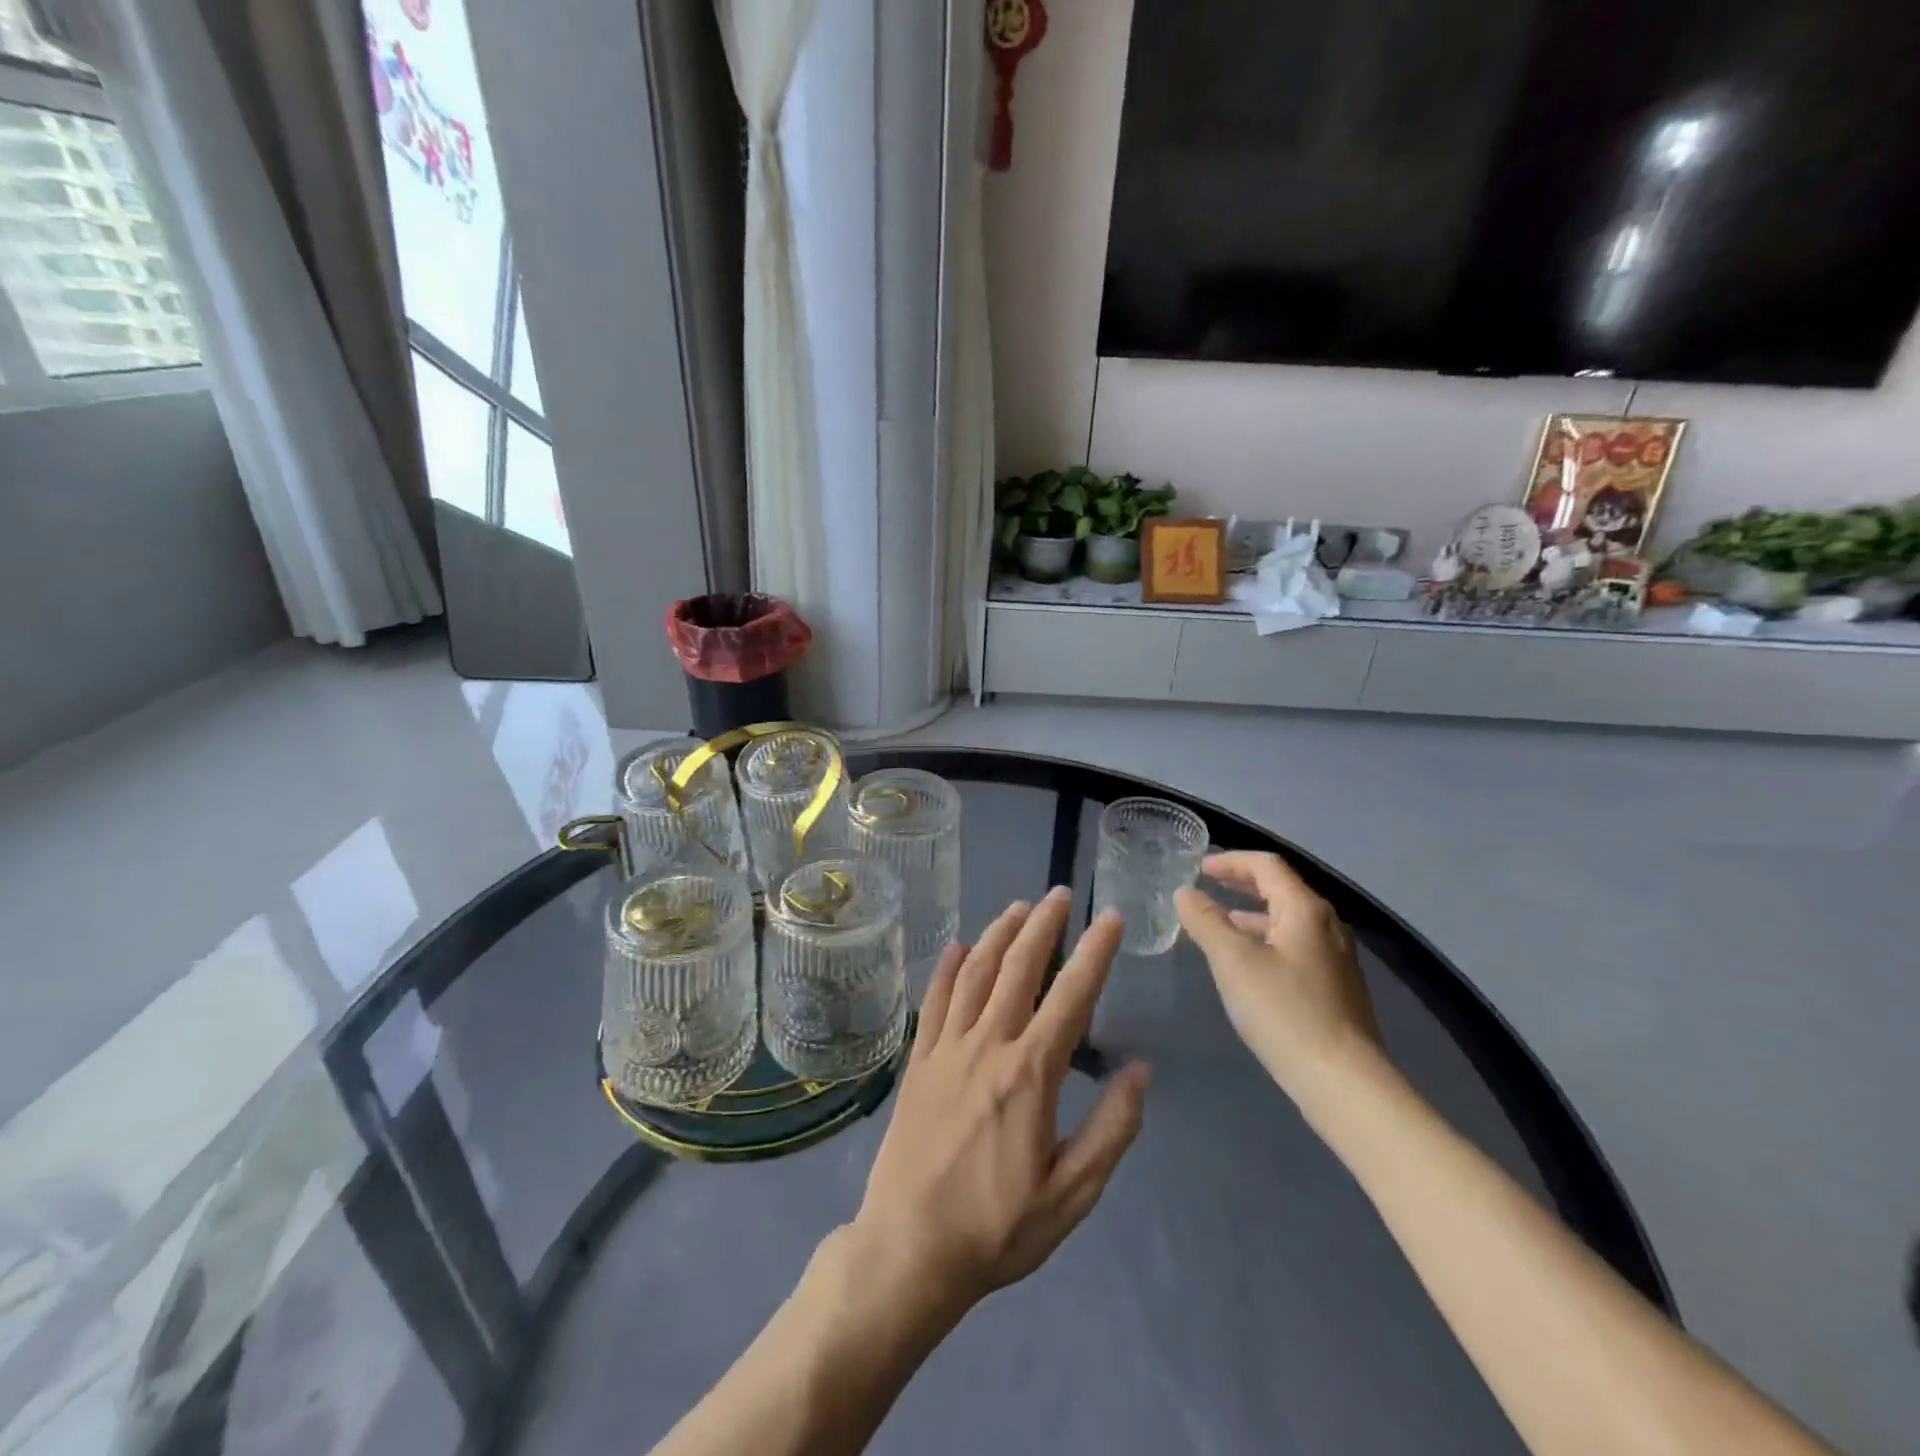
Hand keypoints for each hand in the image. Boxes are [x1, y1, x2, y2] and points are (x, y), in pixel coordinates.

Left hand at [849, 889, 1150, 1317]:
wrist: (910, 1249)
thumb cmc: (998, 1226)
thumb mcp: (1072, 1194)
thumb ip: (1112, 1129)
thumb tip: (1140, 1070)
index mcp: (1030, 1072)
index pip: (1071, 996)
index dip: (1095, 952)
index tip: (1111, 918)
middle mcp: (988, 1044)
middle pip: (1018, 968)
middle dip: (1043, 925)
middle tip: (1059, 893)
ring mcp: (947, 1048)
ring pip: (975, 973)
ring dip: (997, 934)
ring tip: (1018, 907)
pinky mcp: (918, 1061)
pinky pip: (933, 1002)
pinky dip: (945, 969)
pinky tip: (954, 947)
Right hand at [1175, 851, 1386, 1109]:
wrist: (1344, 1082)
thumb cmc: (1285, 1012)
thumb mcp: (1234, 962)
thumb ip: (1206, 921)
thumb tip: (1186, 893)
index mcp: (1305, 910)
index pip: (1267, 865)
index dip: (1231, 861)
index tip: (1199, 868)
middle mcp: (1326, 925)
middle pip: (1282, 888)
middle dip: (1243, 882)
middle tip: (1209, 884)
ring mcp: (1335, 957)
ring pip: (1289, 918)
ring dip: (1253, 912)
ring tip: (1221, 921)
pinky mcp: (1335, 986)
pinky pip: (1295, 944)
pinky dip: (1267, 937)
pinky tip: (1249, 962)